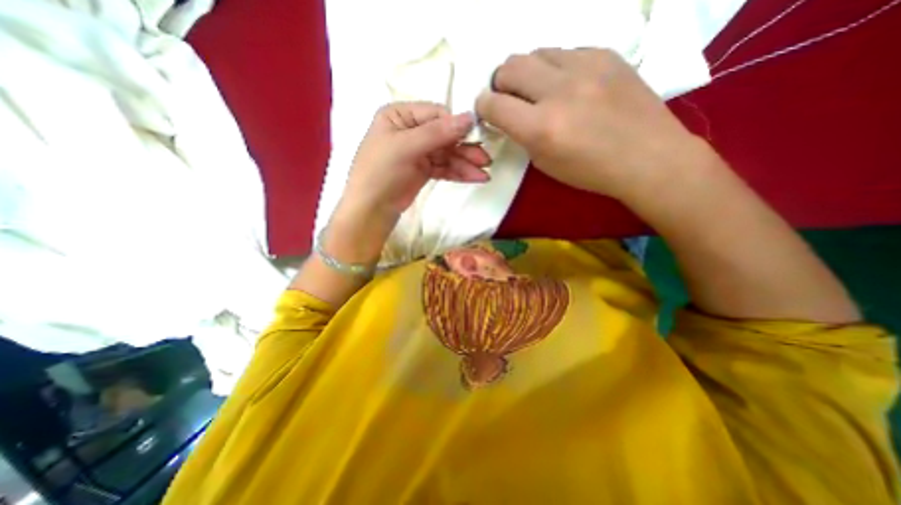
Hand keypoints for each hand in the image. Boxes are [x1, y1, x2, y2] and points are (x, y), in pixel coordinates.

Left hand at [341, 103, 491, 218]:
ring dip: (465, 163)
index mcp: (400, 116)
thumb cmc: (380, 172)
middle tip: (485, 159)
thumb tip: (470, 117)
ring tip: (485, 173)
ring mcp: (418, 152)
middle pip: (445, 135)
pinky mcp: (423, 170)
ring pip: (447, 154)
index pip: (436, 114)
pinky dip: (459, 172)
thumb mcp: (406, 147)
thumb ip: (438, 132)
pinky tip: (475, 177)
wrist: (371, 209)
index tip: (476, 137)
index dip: (456, 125)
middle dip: (465, 148)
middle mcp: (410, 130)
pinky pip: (445, 167)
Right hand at [474, 47, 698, 200]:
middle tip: (511, 98)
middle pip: (509, 66)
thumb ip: (522, 135)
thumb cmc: (590, 171)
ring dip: (529, 73)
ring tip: (541, 91)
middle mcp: (559, 91)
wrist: (648, 157)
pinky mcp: (606, 54)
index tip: (488, 112)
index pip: (493, 104)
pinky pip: (566, 52)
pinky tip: (569, 86)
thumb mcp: (544, 163)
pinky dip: (557, 68)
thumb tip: (509, 115)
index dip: (484, 107)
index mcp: (541, 127)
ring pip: (536, 52)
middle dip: (501, 83)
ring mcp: (585, 67)